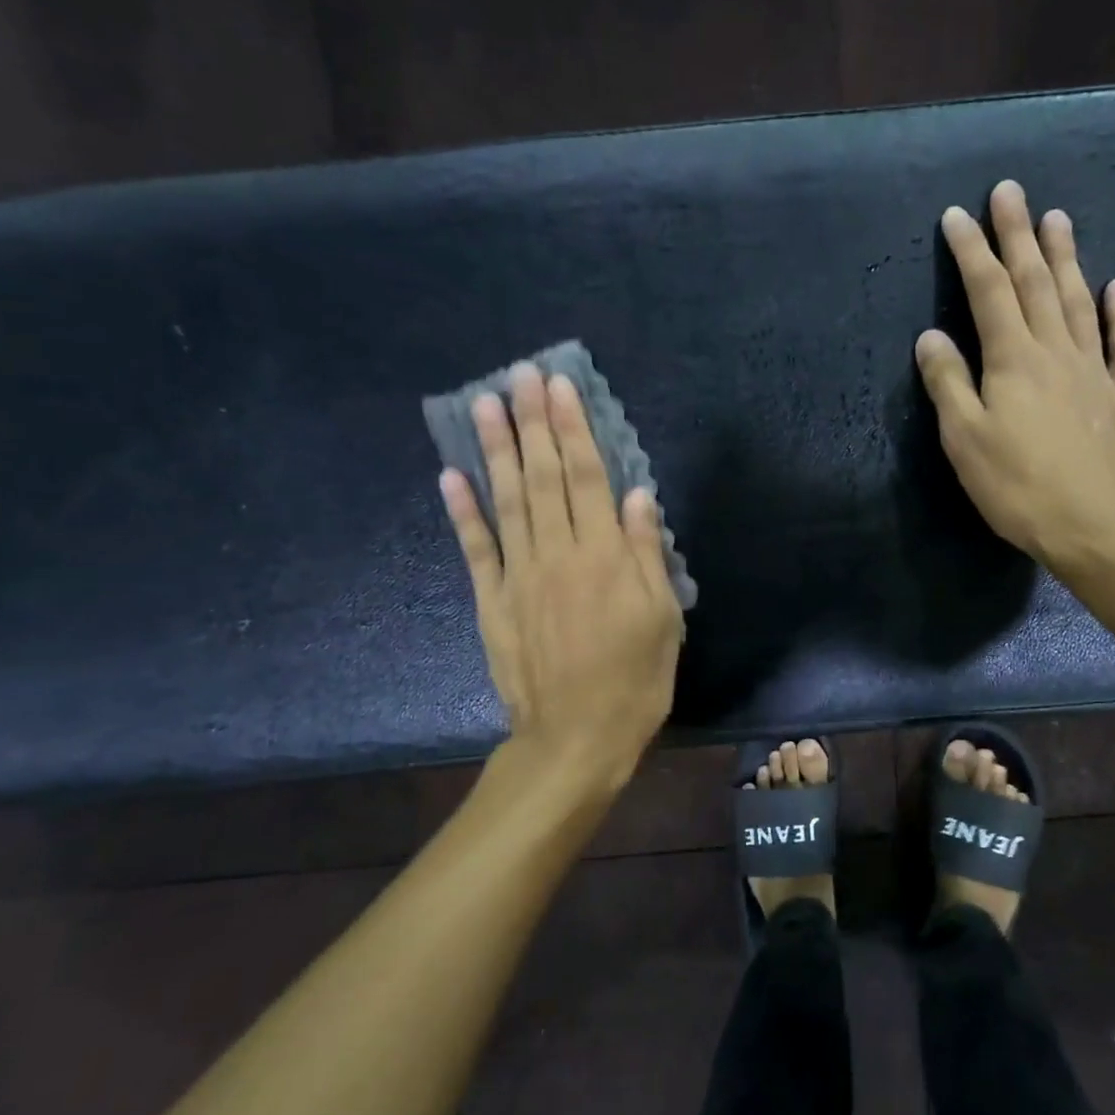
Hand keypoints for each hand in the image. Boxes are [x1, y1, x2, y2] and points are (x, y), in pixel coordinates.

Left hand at [440, 365, 682, 786]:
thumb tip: (638, 496)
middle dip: (532, 423)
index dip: (573, 429)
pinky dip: (462, 512)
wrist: (575, 738)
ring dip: (495, 450)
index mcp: (605, 557)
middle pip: (543, 477)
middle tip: (520, 375)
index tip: (560, 387)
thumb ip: (647, 554)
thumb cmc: (634, 680)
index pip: (586, 477)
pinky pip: (476, 550)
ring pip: (506, 501)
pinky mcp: (492, 602)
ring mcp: (518, 577)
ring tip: (485, 405)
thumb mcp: (663, 618)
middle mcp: (558, 555)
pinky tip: (451, 476)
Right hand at [915, 179, 1114, 572]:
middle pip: (1036, 282)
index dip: (971, 251)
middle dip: (1018, 235)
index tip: (957, 214)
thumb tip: (930, 337)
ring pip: (1080, 301)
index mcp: (1013, 360)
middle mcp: (1056, 351)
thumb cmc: (1017, 488)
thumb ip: (948, 384)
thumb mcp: (965, 441)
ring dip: (1067, 257)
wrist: (1095, 528)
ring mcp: (1096, 370)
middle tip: (1011, 191)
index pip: (988, 292)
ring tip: (1058, 219)